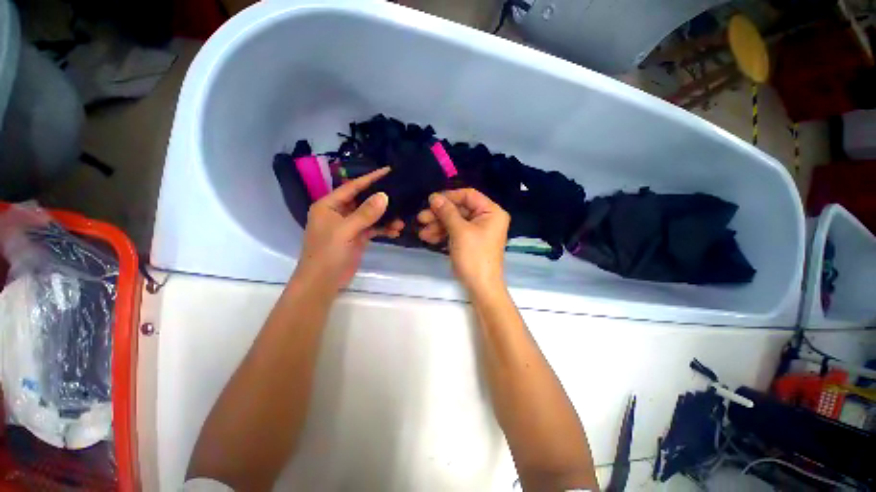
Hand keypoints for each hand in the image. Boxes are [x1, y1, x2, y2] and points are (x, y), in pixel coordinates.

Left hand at [294, 167, 403, 292]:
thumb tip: (384, 196)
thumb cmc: (327, 253)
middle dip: (381, 201)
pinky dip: (383, 229)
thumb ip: (365, 213)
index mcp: (329, 205)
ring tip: (401, 221)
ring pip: (370, 216)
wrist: (323, 283)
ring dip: (385, 218)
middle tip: (401, 195)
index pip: (352, 187)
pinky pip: (373, 228)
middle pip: (363, 200)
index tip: (388, 171)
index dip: (370, 178)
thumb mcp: (346, 231)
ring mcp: (349, 226)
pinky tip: (395, 231)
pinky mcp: (357, 237)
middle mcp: (339, 212)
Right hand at [417, 188, 509, 292]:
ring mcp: (478, 230)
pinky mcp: (471, 241)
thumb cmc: (474, 256)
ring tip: (422, 233)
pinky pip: (456, 232)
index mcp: (492, 211)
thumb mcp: (459, 232)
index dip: (449, 196)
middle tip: (421, 218)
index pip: (468, 195)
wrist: (481, 288)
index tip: (430, 200)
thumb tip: (433, 196)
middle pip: (460, 209)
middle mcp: (487, 218)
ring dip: (438, 225)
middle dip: (440, 214)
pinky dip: (443, 234)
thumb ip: (447, 212)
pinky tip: (428, 238)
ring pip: (455, 221)